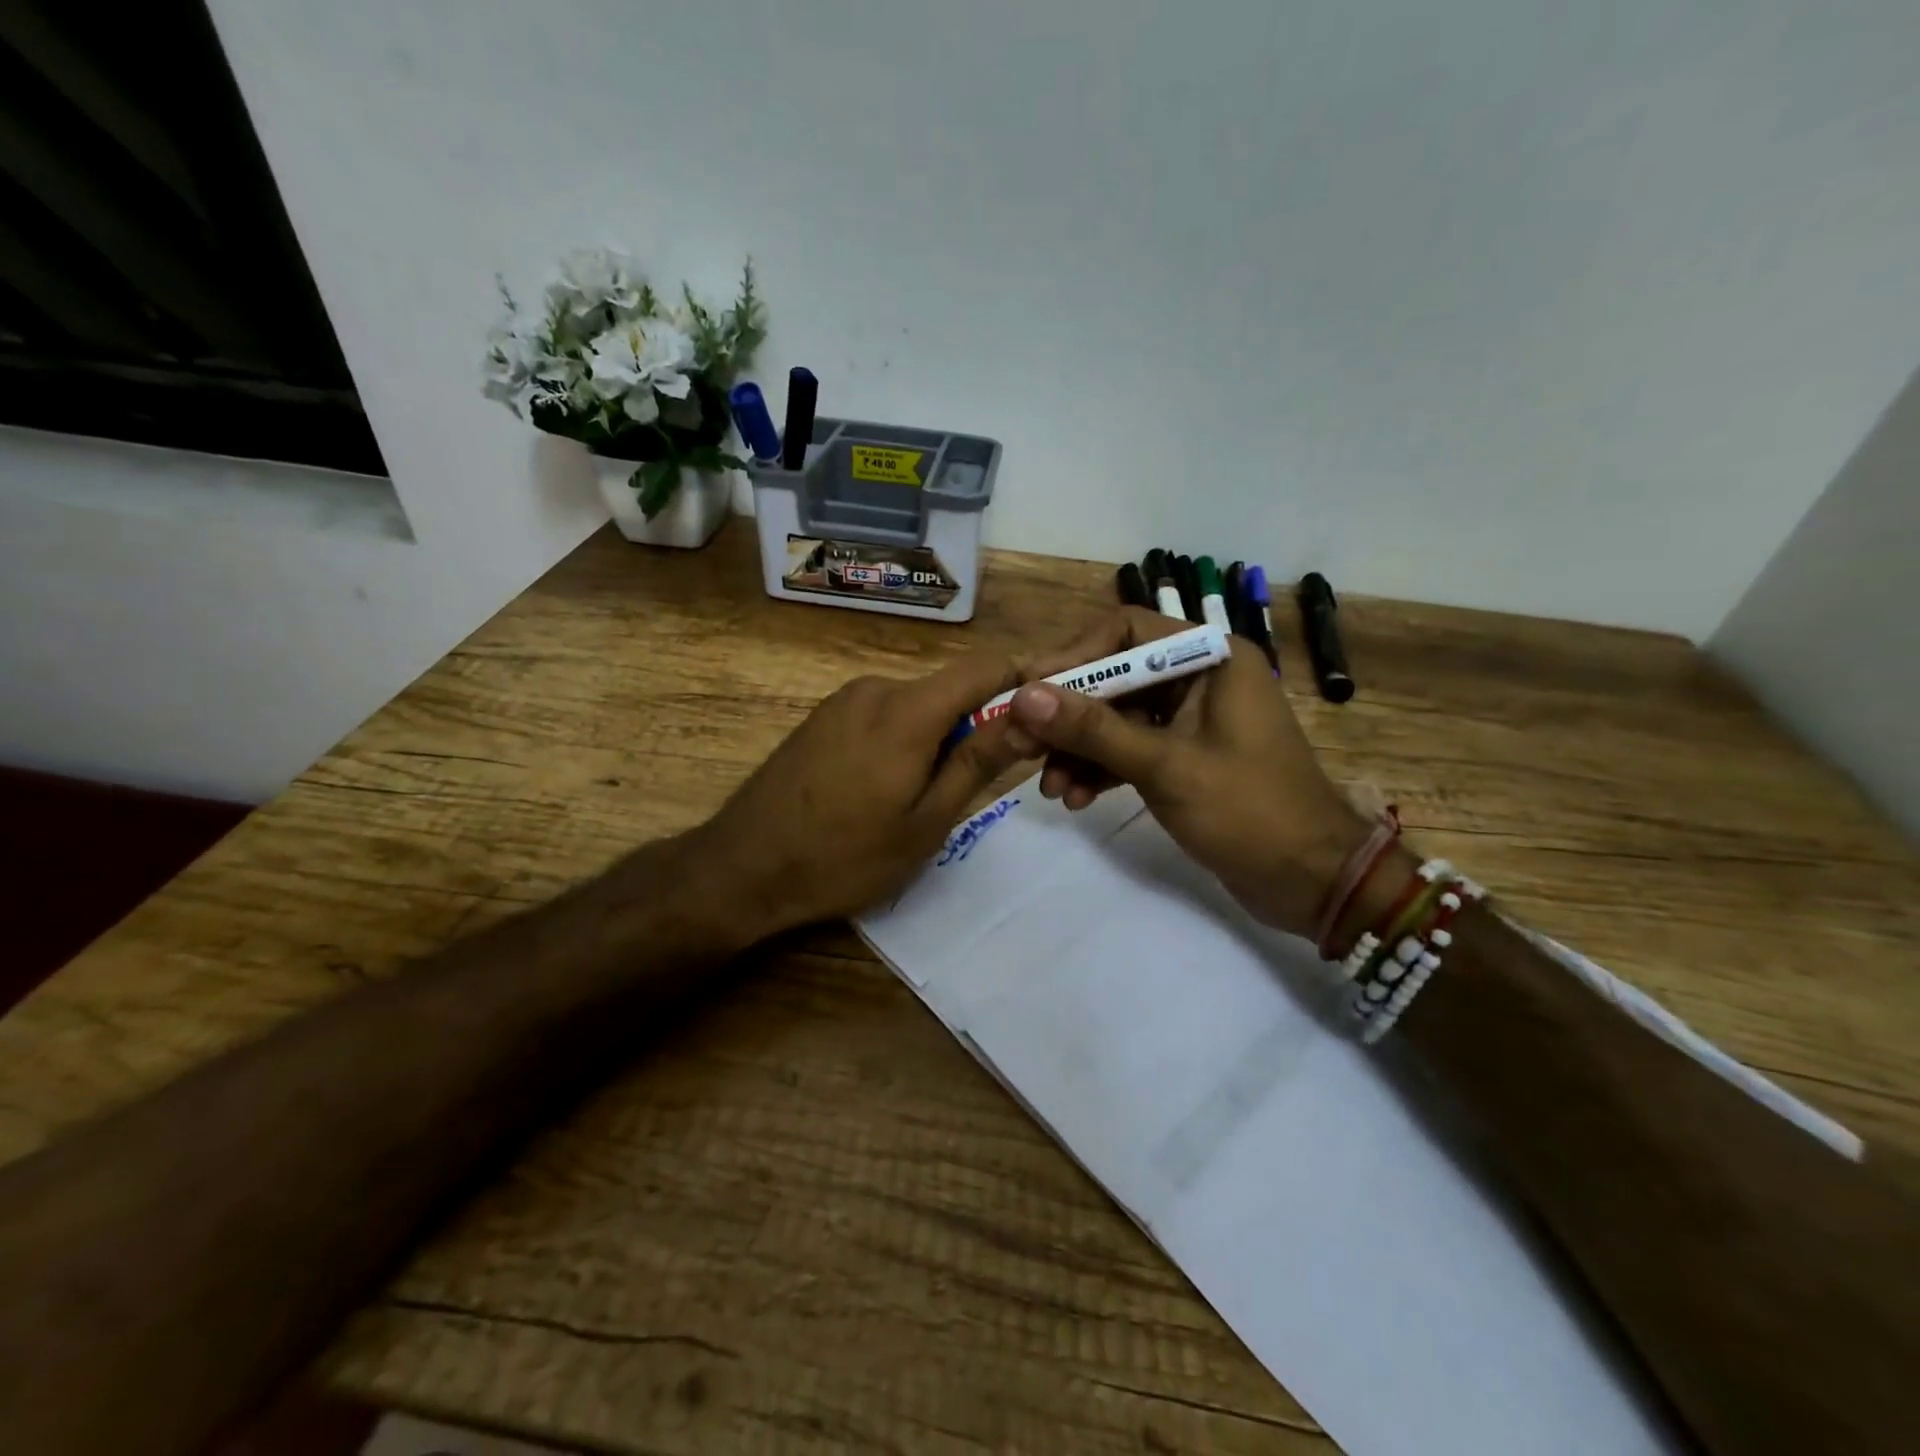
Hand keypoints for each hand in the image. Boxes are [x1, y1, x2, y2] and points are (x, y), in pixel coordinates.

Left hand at [687, 652, 1037, 941]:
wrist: (743, 867)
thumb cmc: (845, 856)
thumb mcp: (926, 821)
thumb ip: (978, 762)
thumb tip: (1030, 718)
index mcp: (908, 709)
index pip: (986, 666)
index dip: (1025, 679)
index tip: (1049, 708)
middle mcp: (877, 688)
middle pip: (950, 688)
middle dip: (979, 722)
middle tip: (984, 780)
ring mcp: (844, 700)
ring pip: (917, 704)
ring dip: (939, 736)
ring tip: (928, 797)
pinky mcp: (823, 717)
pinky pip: (884, 714)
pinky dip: (905, 739)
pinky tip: (886, 788)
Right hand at [1007, 608, 1375, 936]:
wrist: (1313, 883)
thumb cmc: (1249, 812)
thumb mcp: (1164, 766)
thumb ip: (1092, 729)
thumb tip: (1023, 696)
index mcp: (1210, 657)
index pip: (1125, 632)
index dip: (1072, 659)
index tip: (1026, 691)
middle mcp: (1199, 677)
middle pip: (1114, 678)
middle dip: (1067, 716)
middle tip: (1019, 745)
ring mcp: (1190, 720)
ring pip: (1116, 718)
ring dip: (1078, 750)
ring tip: (1048, 788)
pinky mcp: (1183, 757)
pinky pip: (1128, 749)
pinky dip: (1100, 770)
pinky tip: (1073, 798)